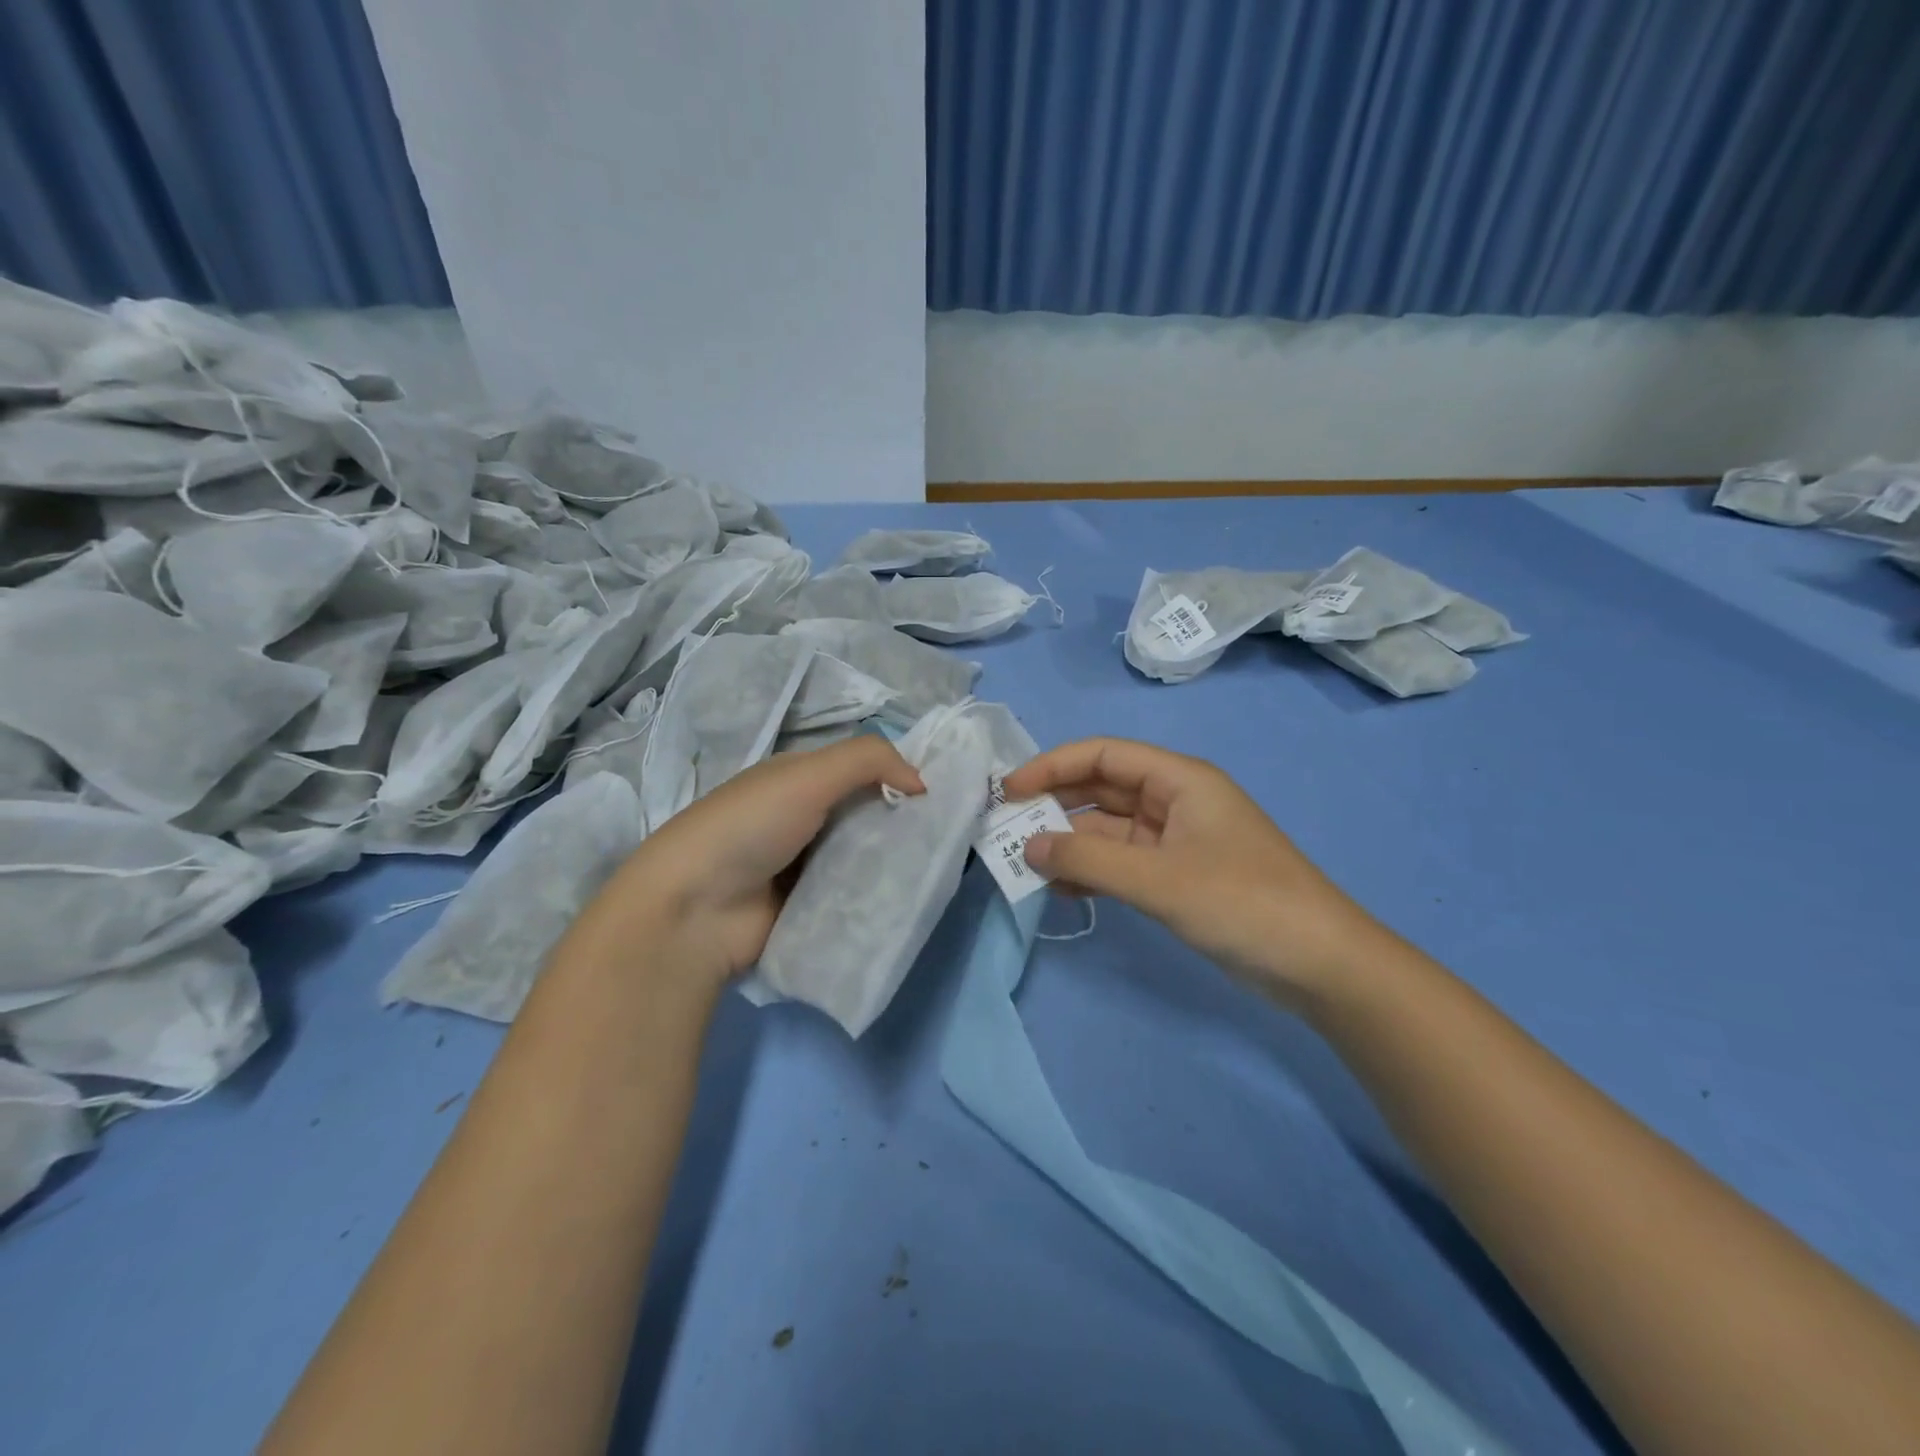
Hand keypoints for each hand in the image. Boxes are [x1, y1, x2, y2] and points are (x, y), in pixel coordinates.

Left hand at [569, 736, 924, 989]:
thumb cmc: (749, 827)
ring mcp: (805, 868)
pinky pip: (855, 898)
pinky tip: (911, 899)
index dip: (899, 776)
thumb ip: (869, 760)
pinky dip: (878, 897)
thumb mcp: (808, 774)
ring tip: (939, 868)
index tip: (943, 793)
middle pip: (867, 816)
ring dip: (895, 862)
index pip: (861, 771)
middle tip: (949, 835)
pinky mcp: (810, 910)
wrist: (694, 910)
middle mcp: (804, 820)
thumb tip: (923, 783)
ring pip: (865, 858)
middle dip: (904, 822)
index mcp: (799, 781)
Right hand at [1002, 737, 1391, 1012]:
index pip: (1103, 754)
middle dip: (1055, 805)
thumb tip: (1027, 847)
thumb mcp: (1159, 879)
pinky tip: (1061, 890)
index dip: (1052, 766)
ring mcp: (1177, 840)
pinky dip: (1092, 872)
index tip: (1009, 791)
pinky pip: (1122, 863)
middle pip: (1102, 789)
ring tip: (1025, 865)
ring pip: (1108, 829)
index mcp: (1178, 780)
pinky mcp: (1178, 876)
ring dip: (1070, 844)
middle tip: (1006, 829)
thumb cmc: (1242, 903)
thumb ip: (1088, 861)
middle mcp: (1175, 800)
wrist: (1321, 965)